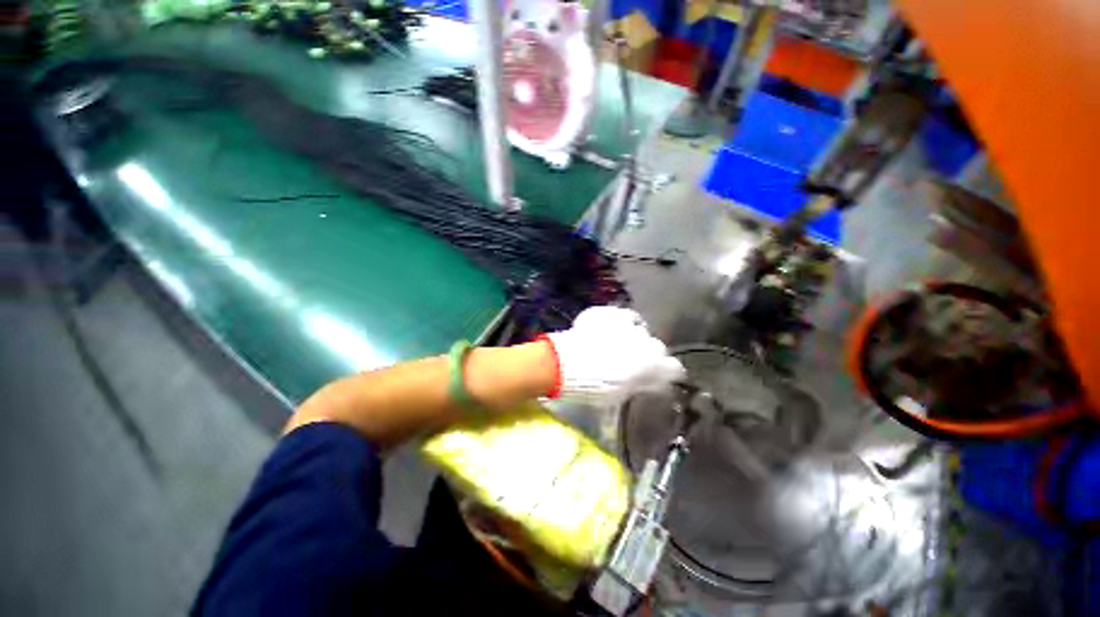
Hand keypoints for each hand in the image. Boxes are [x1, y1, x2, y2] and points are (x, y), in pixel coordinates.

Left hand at [542, 306, 685, 403]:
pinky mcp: (608, 313)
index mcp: (652, 363)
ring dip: (633, 335)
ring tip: (620, 341)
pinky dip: (617, 323)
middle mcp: (645, 340)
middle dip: (648, 353)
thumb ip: (641, 383)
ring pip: (639, 327)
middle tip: (633, 361)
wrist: (566, 364)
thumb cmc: (594, 386)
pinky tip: (607, 329)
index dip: (666, 373)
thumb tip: (652, 381)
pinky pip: (619, 315)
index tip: (659, 376)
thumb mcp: (622, 393)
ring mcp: (626, 323)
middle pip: (656, 346)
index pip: (673, 368)